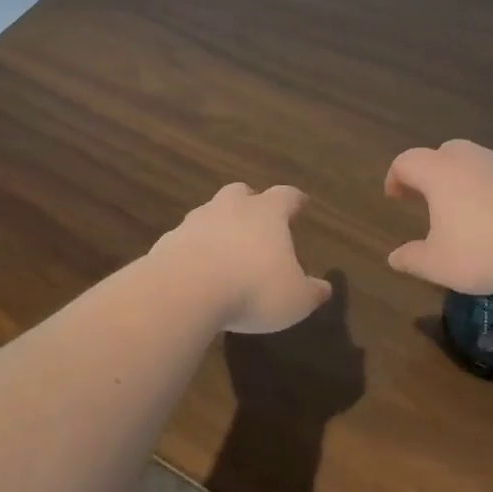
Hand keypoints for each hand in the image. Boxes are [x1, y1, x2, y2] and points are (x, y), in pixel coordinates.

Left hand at [150, 183, 332, 333]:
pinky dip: (194, 249)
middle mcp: (230, 208)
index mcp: (267, 213)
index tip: (301, 204)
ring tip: (226, 250)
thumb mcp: (295, 299)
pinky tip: (197, 270)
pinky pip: (186, 239)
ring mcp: (195, 222)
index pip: (286, 196)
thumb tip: (324, 288)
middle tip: (257, 219)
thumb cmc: (253, 289)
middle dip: (250, 202)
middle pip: (241, 192)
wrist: (185, 291)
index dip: (295, 200)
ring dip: (219, 226)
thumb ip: (311, 292)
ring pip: (210, 213)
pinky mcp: (168, 241)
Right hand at [384, 139, 492, 294]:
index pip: (407, 162)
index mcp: (440, 174)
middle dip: (430, 172)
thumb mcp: (439, 264)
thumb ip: (412, 259)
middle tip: (427, 197)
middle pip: (443, 153)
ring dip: (463, 179)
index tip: (395, 197)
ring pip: (475, 162)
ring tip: (463, 210)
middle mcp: (471, 160)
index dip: (396, 177)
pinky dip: (491, 190)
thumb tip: (394, 258)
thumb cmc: (485, 251)